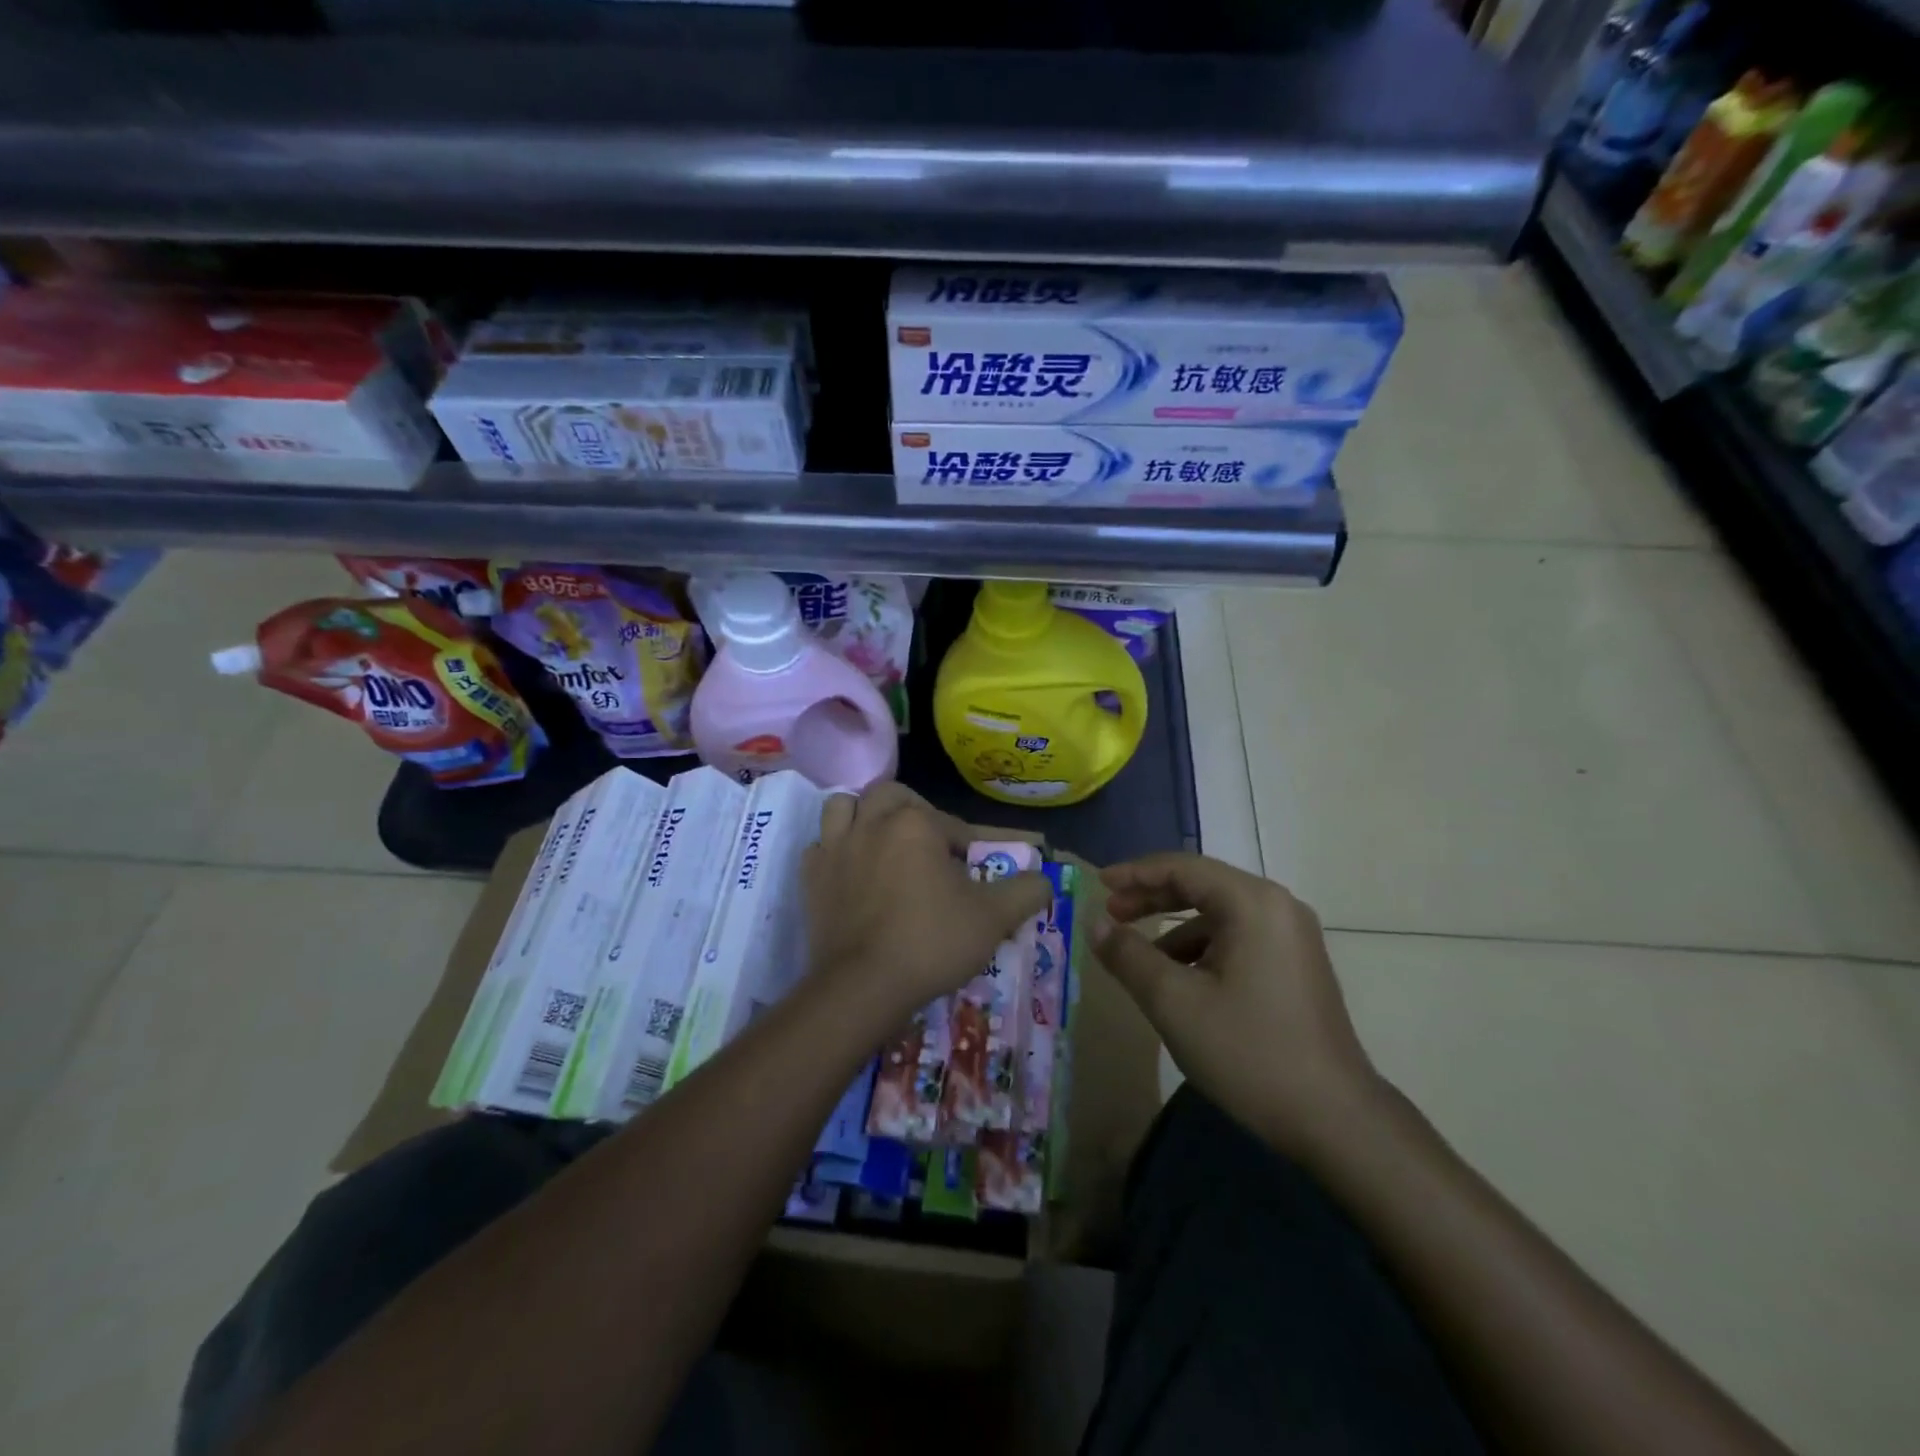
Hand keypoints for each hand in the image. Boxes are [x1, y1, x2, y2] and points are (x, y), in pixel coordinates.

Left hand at [802, 783, 1052, 1030]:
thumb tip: (1045, 878)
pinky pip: (820, 846)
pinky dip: (834, 851)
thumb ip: (1026, 891)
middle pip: (891, 796)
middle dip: (912, 811)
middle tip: (929, 843)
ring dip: (863, 816)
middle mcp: (872, 822)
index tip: (979, 870)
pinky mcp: (811, 876)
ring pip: (844, 807)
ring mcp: (835, 847)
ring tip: (880, 840)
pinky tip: (850, 871)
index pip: (953, 823)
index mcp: (915, 824)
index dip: (971, 845)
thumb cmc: (931, 942)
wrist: (863, 986)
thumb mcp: (993, 918)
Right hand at [1093, 852, 1379, 1158]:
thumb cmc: (1249, 1051)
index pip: (1183, 867)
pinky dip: (1201, 948)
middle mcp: (1278, 907)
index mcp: (1253, 903)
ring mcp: (1292, 936)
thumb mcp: (1174, 1002)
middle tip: (1111, 914)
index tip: (1098, 884)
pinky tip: (1179, 980)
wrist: (1336, 1120)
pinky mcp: (1295, 964)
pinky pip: (1237, 938)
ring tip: (1138, 956)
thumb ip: (1128, 955)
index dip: (1135, 873)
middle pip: (1203, 885)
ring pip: (1219, 914)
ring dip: (1174, 926)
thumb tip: (1094, 924)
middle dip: (1152, 897)